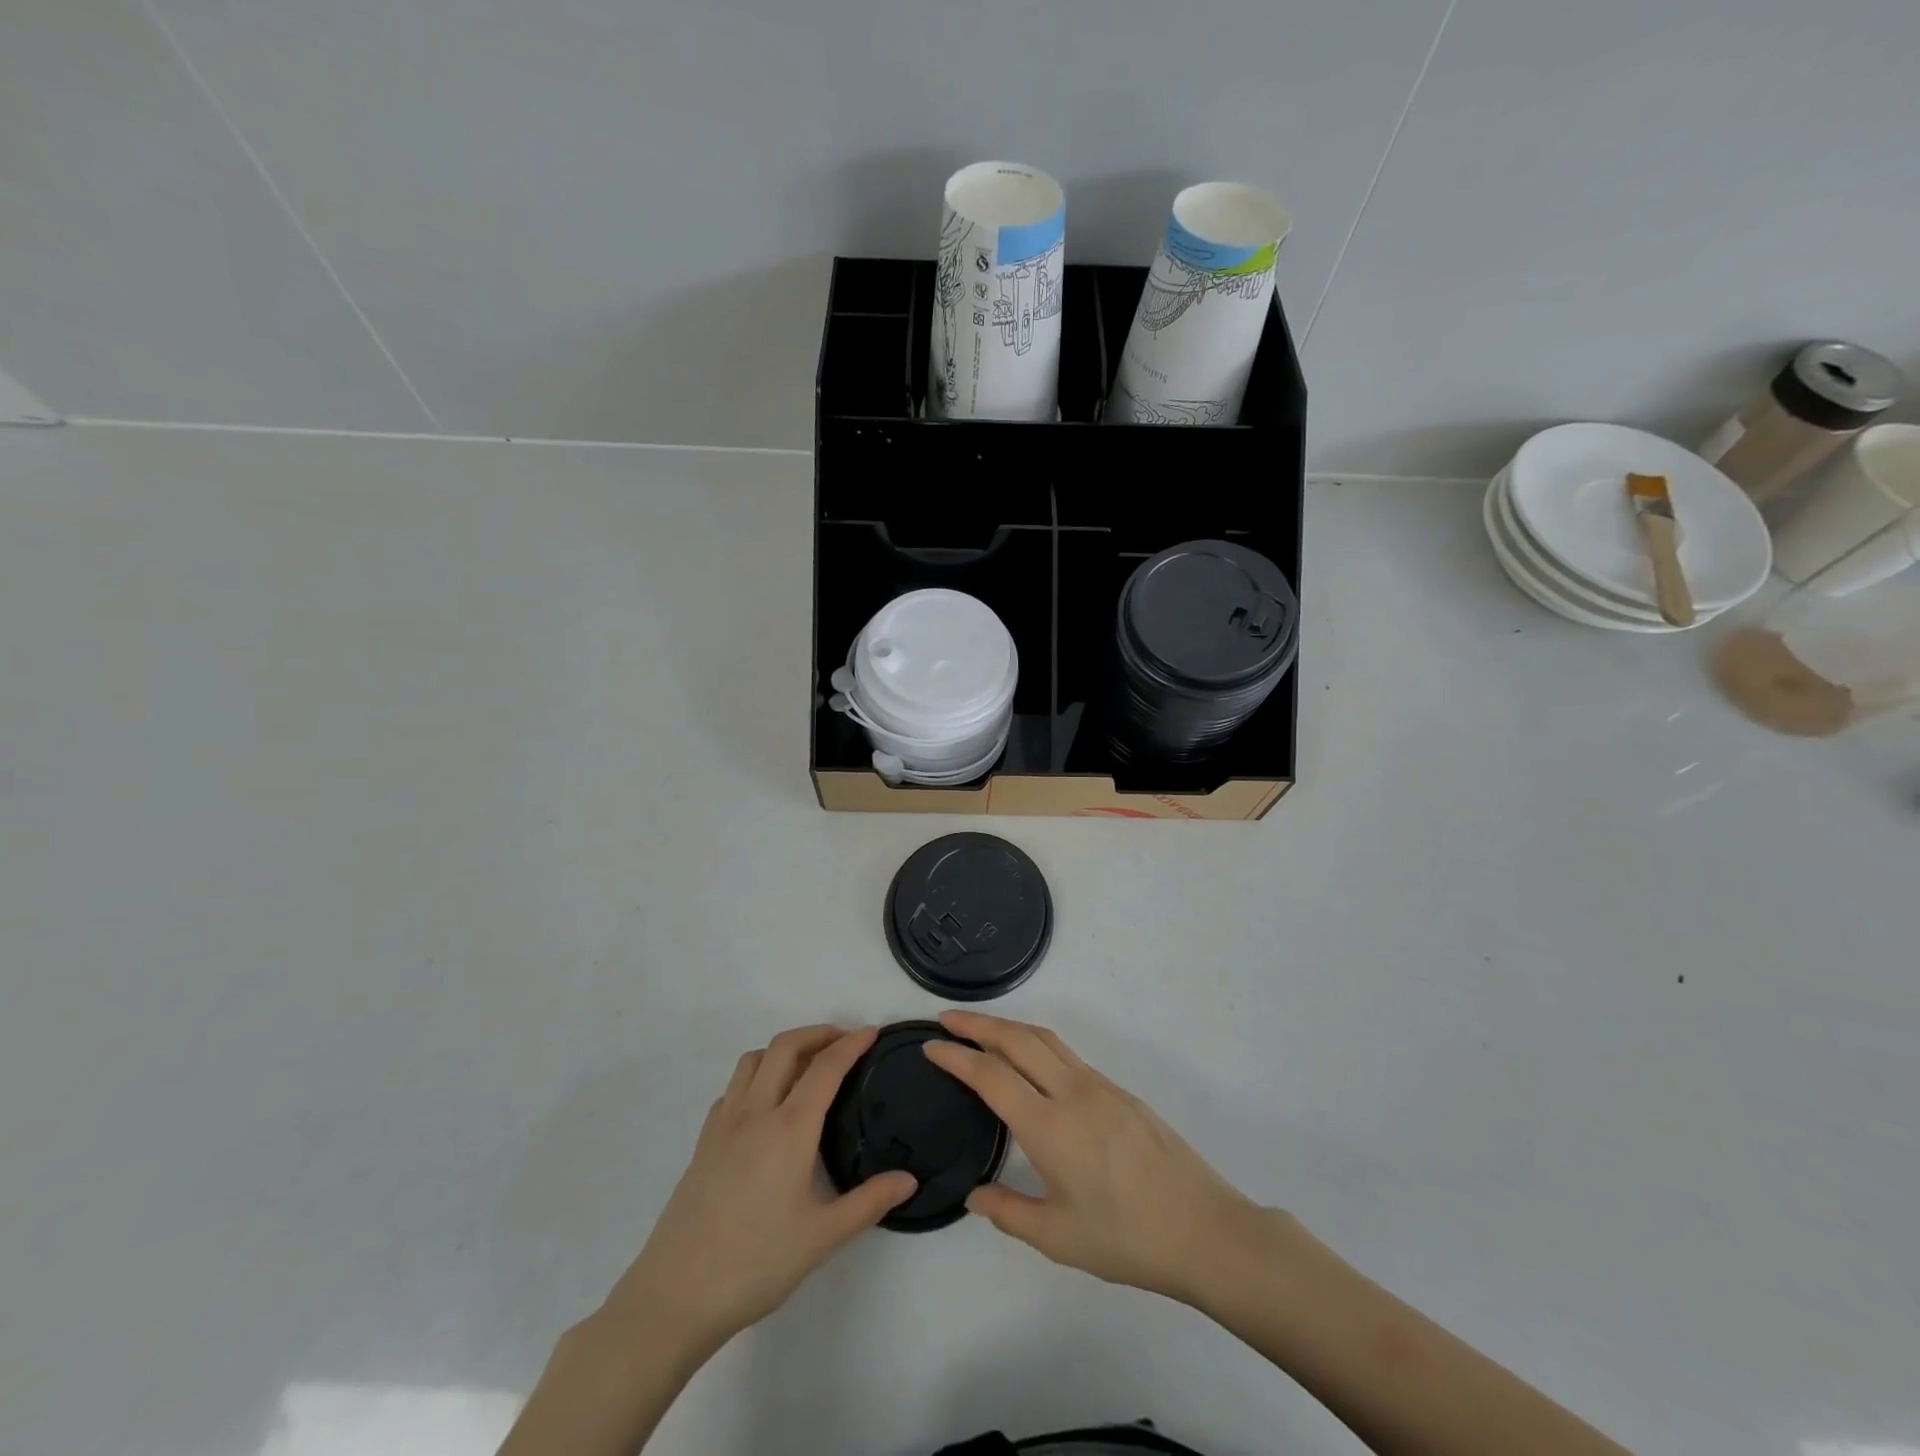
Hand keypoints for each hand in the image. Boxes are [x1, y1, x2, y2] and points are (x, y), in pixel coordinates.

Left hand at [600, 1025, 915, 1354]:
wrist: (675, 1295)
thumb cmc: (755, 1264)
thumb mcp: (822, 1238)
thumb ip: (869, 1202)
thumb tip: (909, 1180)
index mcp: (790, 1128)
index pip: (826, 1067)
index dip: (851, 1043)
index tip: (872, 1032)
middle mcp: (756, 1112)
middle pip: (786, 1047)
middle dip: (818, 1033)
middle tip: (844, 1042)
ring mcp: (724, 1124)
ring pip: (754, 1060)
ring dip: (784, 1049)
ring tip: (806, 1066)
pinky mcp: (703, 1142)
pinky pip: (732, 1088)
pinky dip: (755, 1077)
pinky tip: (765, 1105)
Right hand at [925, 1011, 1264, 1305]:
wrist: (1204, 1228)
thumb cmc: (1127, 1238)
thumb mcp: (1058, 1238)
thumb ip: (1008, 1212)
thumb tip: (974, 1194)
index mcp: (1048, 1125)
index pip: (990, 1075)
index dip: (956, 1056)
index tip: (930, 1044)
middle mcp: (1071, 1092)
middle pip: (1016, 1038)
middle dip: (977, 1023)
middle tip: (946, 1018)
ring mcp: (1099, 1085)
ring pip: (1045, 1038)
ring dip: (1008, 1026)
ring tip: (982, 1029)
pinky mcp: (1119, 1090)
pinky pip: (1066, 1053)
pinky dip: (1036, 1042)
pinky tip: (1031, 1062)